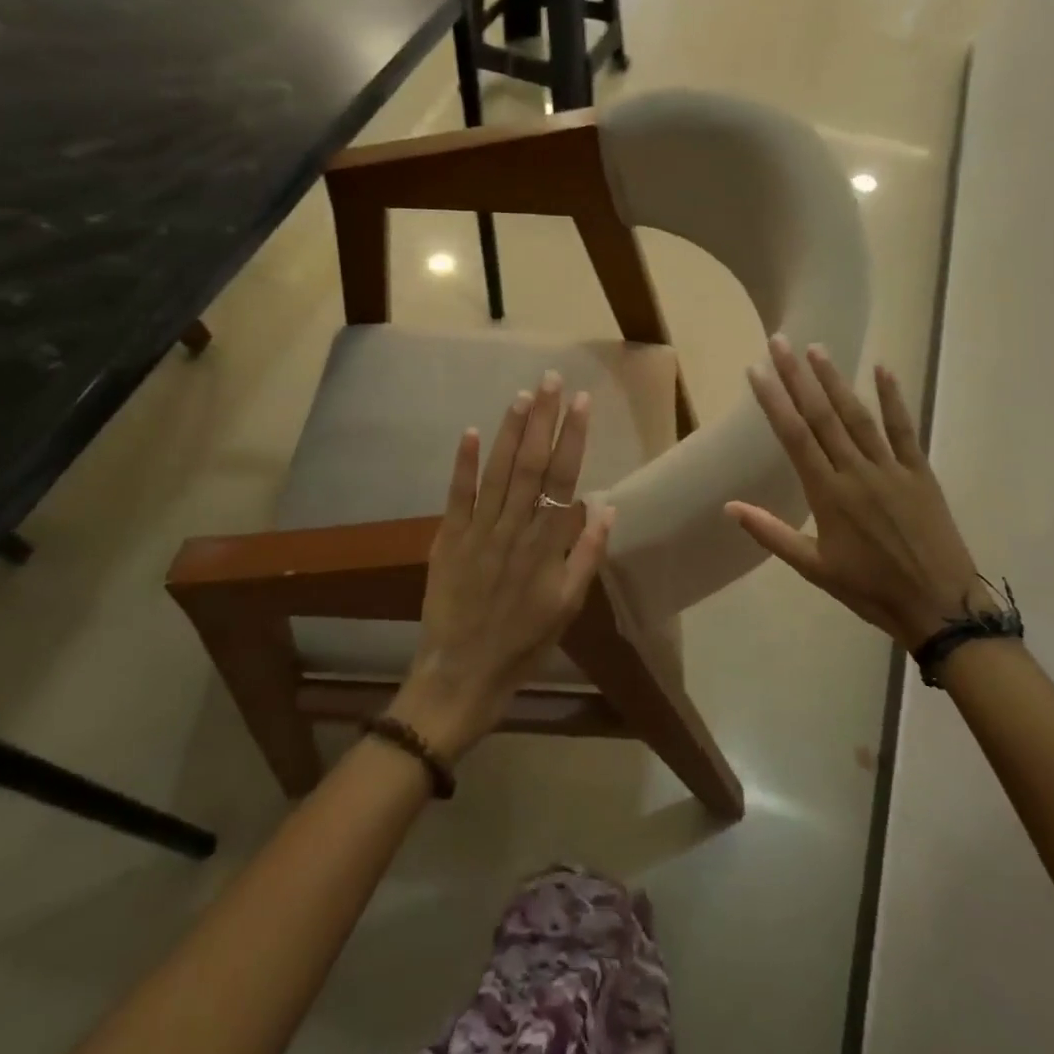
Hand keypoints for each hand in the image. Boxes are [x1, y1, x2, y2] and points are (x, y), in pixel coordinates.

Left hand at [390, 372, 613, 759]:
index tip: (582, 402)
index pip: (564, 478)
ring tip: (523, 395)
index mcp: (547, 544)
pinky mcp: (447, 539)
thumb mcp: (569, 606)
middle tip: (552, 380)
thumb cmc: (524, 641)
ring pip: (498, 471)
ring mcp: (478, 532)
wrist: (463, 673)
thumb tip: (606, 506)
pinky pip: (457, 496)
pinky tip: (470, 432)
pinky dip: (463, 464)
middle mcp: (514, 528)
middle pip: (532, 464)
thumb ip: (587, 555)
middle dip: (544, 418)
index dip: (574, 437)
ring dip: (511, 431)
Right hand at [727, 336, 987, 648]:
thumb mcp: (814, 568)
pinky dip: (893, 399)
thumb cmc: (871, 590)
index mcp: (827, 494)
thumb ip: (771, 533)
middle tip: (780, 342)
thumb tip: (729, 506)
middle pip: (821, 416)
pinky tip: (882, 370)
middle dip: (797, 377)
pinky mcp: (919, 472)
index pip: (794, 437)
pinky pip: (904, 430)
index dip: (773, 401)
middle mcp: (856, 471)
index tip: (756, 371)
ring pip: (858, 416)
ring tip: (816, 349)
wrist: (939, 606)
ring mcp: (890, 468)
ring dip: (835, 380)